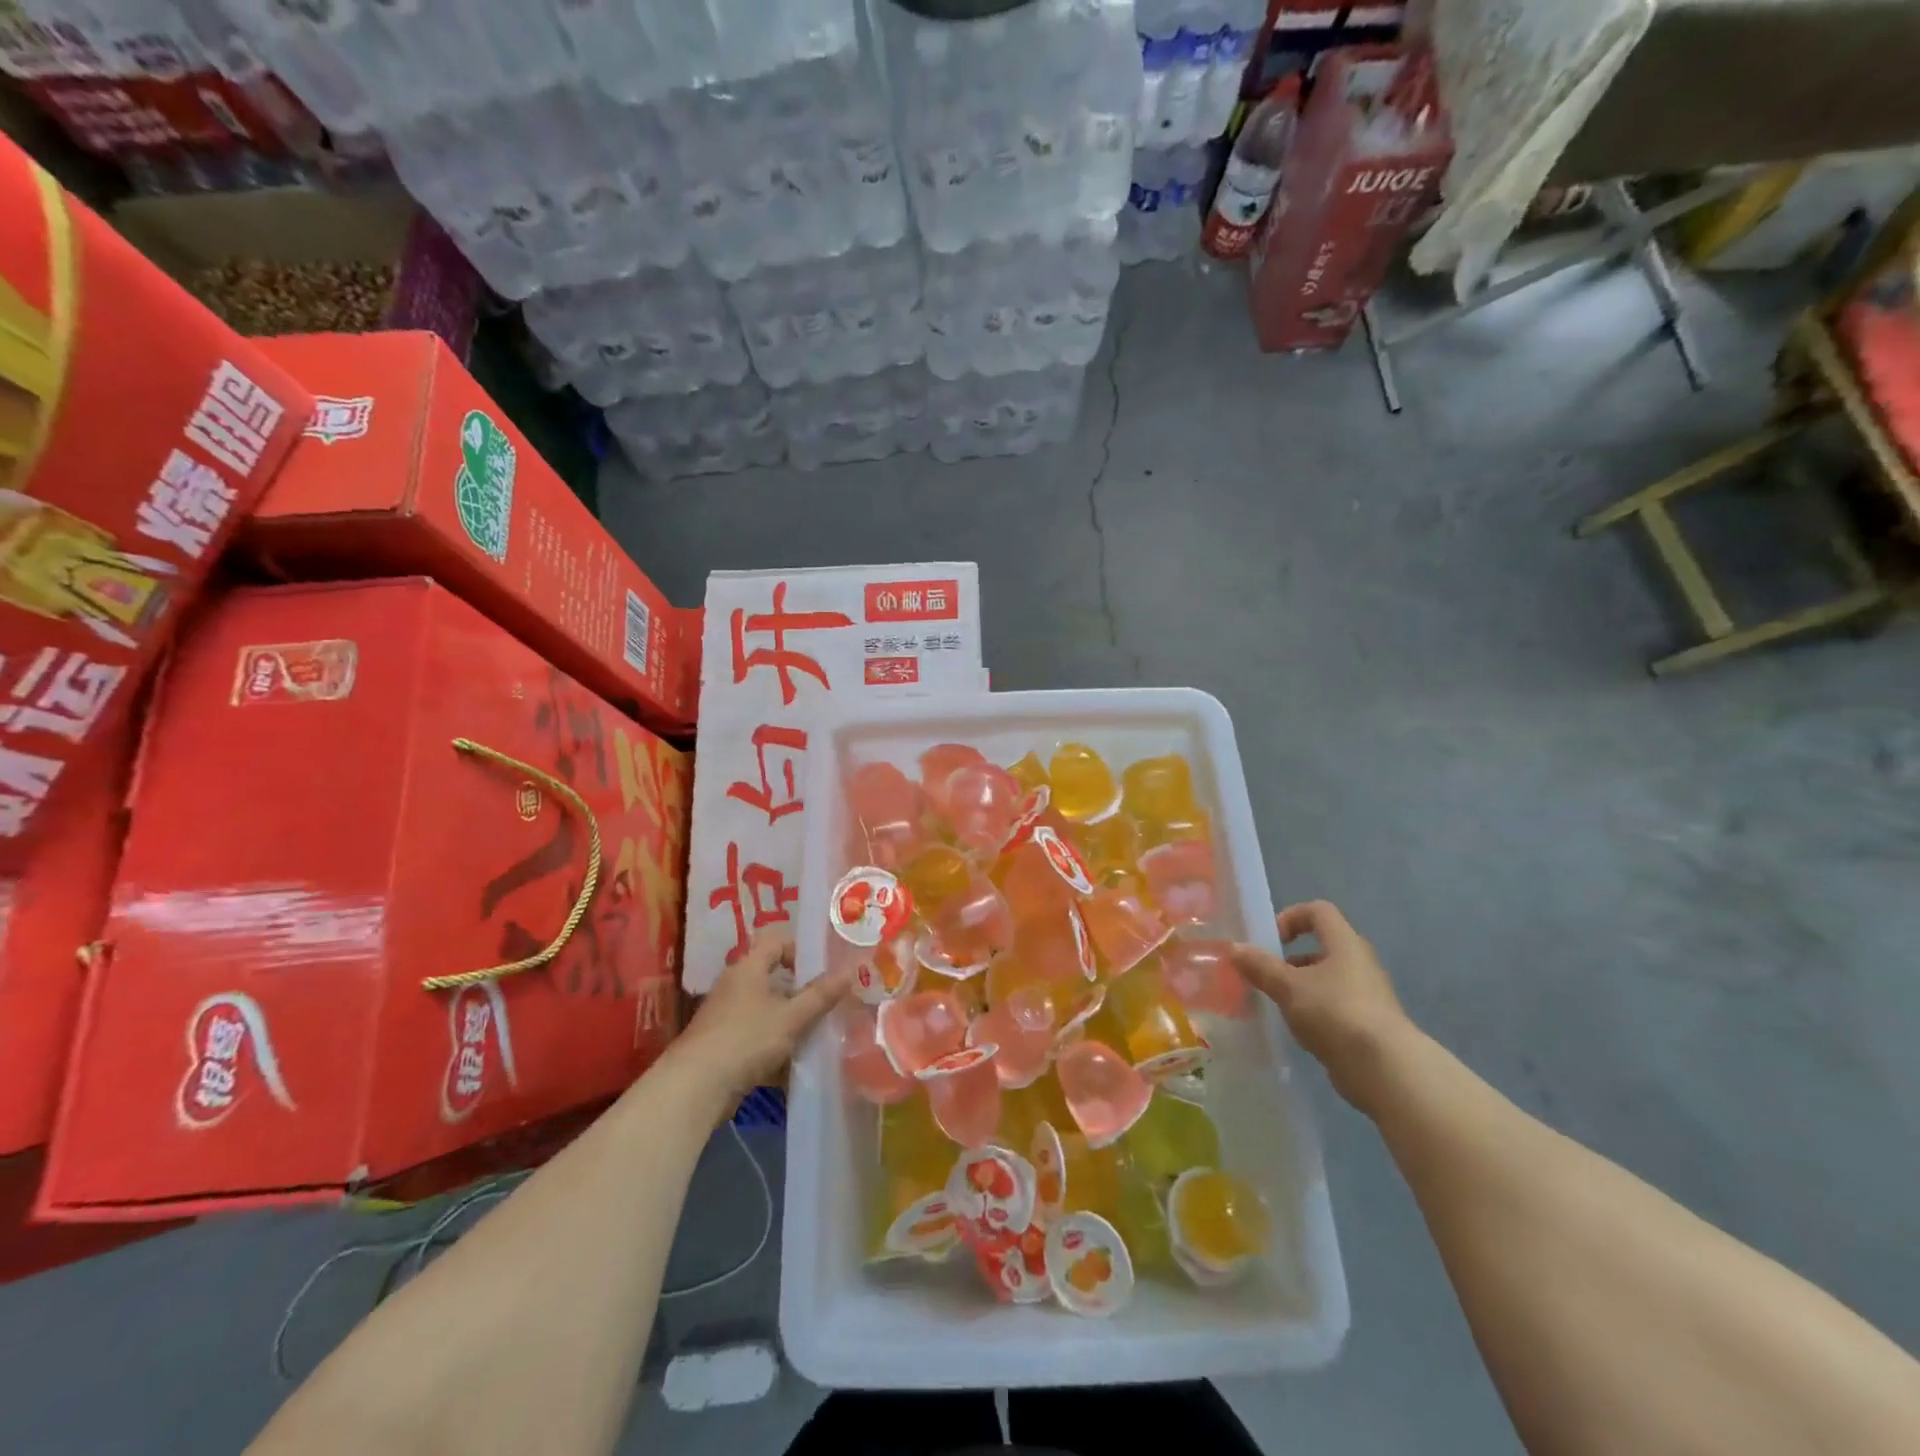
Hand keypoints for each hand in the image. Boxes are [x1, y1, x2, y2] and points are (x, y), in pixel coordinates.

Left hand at [676, 930, 852, 1106]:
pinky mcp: (721, 1044)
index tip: (824, 969)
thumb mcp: (791, 1017)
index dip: (801, 950)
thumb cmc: (746, 1039)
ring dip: (789, 1020)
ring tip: (816, 1033)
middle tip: (828, 1002)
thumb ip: (821, 995)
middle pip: (772, 977)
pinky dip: (774, 1044)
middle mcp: (734, 985)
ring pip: (766, 1009)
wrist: (694, 1088)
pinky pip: (755, 1034)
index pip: (777, 942)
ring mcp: (725, 1015)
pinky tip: (792, 1062)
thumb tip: (850, 971)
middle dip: (800, 991)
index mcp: (748, 968)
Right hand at [1232, 901, 1413, 1114]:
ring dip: (1299, 988)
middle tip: (1266, 977)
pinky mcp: (1368, 1024)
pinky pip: (1334, 1007)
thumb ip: (1260, 966)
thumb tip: (1234, 947)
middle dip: (1288, 960)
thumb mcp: (1288, 986)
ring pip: (1325, 979)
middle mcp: (1359, 963)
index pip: (1318, 911)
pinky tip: (1298, 1031)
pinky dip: (1313, 1012)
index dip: (1290, 917)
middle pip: (1320, 947)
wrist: (1385, 1069)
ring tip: (1277, 1006)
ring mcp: (1367, 995)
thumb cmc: (1334, 1012)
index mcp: (1344, 943)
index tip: (1270, 940)